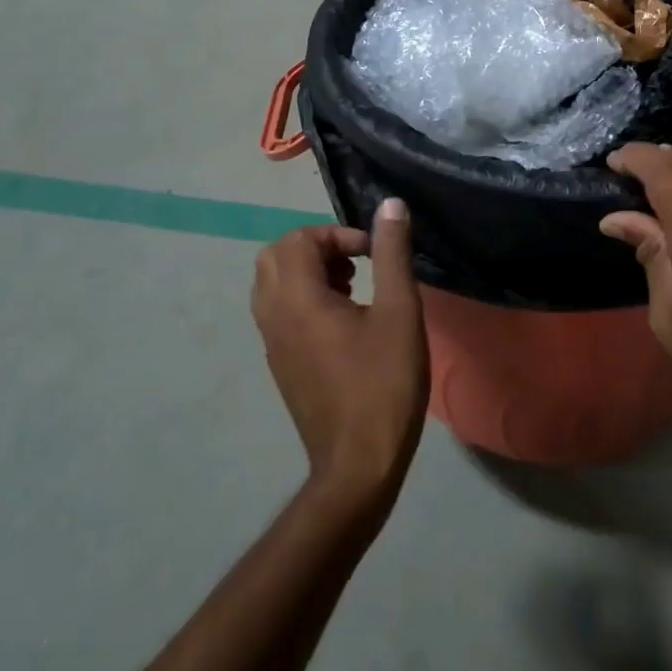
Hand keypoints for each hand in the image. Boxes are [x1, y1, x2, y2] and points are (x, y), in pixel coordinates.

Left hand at [251, 200, 428, 507]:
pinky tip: (345, 321)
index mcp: (296, 299)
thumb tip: (391, 205)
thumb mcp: (399, 312)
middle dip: (317, 247)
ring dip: (309, 271)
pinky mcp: (281, 364)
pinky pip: (279, 311)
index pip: (298, 239)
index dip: (337, 234)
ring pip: (274, 284)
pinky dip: (304, 297)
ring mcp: (272, 343)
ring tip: (353, 287)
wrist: (357, 465)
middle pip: (276, 256)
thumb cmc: (383, 384)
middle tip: (356, 262)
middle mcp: (273, 316)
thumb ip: (392, 253)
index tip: (372, 253)